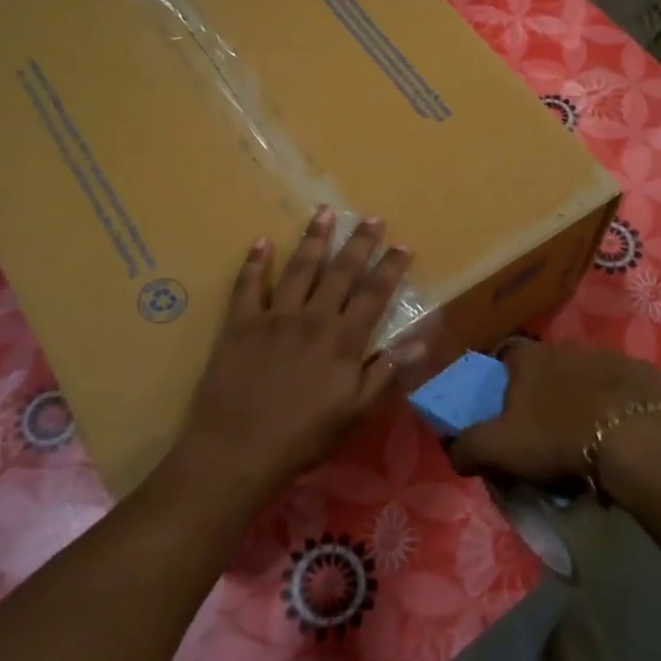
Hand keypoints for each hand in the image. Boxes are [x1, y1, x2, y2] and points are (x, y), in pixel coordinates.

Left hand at [181, 208, 418, 493]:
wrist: (239, 449)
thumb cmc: (304, 436)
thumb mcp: (356, 411)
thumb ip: (387, 372)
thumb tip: (421, 340)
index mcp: (343, 340)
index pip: (374, 294)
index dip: (390, 268)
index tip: (403, 245)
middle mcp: (312, 318)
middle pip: (340, 271)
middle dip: (359, 242)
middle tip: (371, 217)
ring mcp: (274, 317)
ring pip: (299, 268)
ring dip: (314, 239)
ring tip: (325, 212)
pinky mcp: (240, 323)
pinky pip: (248, 285)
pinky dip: (255, 262)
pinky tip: (262, 241)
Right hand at [448, 342, 660, 492]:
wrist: (637, 439)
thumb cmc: (557, 437)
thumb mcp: (499, 449)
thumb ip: (467, 447)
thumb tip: (454, 451)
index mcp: (527, 357)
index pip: (504, 358)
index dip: (502, 384)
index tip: (507, 414)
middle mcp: (566, 346)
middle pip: (546, 368)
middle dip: (544, 394)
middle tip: (546, 433)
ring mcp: (608, 356)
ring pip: (585, 376)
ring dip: (582, 399)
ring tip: (586, 438)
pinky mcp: (643, 373)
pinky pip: (622, 390)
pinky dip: (617, 407)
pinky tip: (620, 436)